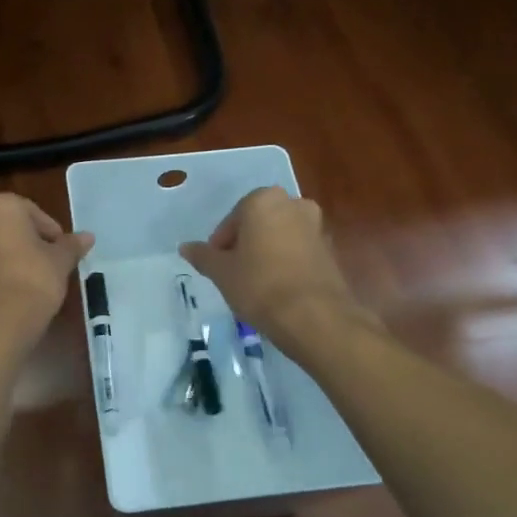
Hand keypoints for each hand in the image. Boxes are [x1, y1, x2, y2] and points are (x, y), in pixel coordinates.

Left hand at [0, 195, 93, 347]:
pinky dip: (0, 274)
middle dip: (31, 243)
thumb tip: (87, 236)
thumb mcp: (60, 261)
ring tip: (37, 281)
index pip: (34, 212)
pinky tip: (17, 293)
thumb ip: (71, 246)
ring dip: (15, 258)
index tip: (64, 252)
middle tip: (52, 264)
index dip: (53, 233)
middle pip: (12, 227)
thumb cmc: (32, 280)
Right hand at [179, 187, 365, 350]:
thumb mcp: (221, 272)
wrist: (314, 316)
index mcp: (264, 200)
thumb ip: (203, 256)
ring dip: (266, 253)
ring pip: (280, 237)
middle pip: (258, 224)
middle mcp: (293, 204)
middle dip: (245, 245)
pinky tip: (277, 289)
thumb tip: (185, 247)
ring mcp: (316, 226)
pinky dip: (286, 264)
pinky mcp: (330, 250)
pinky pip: (299, 252)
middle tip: (233, 273)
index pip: (232, 220)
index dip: (221, 244)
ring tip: (254, 284)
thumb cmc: (259, 285)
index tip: (217, 267)